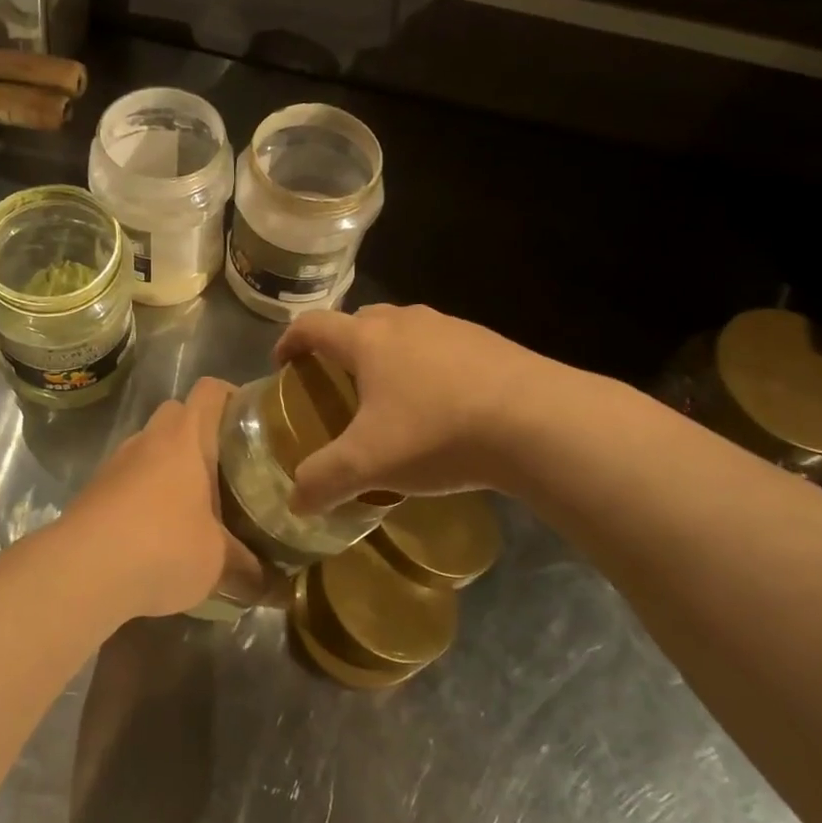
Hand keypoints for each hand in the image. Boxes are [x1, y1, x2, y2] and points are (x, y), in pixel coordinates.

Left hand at [57, 378, 266, 619]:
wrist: (82, 571)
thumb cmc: (163, 546)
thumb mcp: (217, 562)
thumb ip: (248, 568)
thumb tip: (274, 586)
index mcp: (185, 437)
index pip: (210, 390)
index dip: (232, 395)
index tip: (251, 420)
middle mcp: (149, 438)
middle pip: (178, 413)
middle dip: (201, 433)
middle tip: (228, 466)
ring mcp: (117, 461)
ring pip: (150, 446)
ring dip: (170, 465)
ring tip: (196, 502)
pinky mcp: (95, 489)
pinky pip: (130, 477)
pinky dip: (146, 492)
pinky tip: (159, 529)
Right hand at [274, 304, 578, 512]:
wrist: (539, 422)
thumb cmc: (437, 432)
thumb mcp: (369, 464)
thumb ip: (324, 480)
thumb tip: (295, 501)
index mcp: (367, 339)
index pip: (313, 325)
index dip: (290, 341)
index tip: (282, 363)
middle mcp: (405, 321)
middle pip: (359, 321)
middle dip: (340, 346)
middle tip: (337, 382)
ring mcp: (450, 326)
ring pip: (403, 331)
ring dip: (387, 354)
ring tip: (392, 395)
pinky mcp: (488, 342)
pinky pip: (441, 346)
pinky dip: (427, 365)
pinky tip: (443, 404)